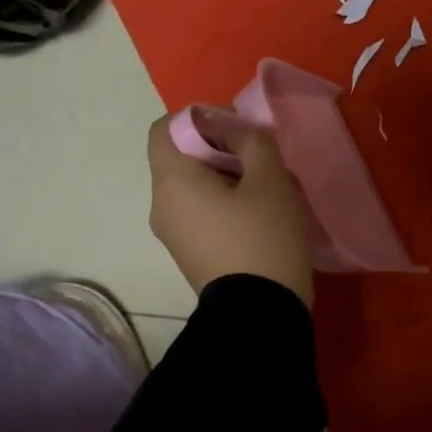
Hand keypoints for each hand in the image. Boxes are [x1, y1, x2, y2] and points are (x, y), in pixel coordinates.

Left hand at [147, 117, 314, 305]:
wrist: (260, 313)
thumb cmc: (264, 237)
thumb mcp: (270, 179)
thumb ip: (252, 141)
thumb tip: (235, 132)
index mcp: (171, 180)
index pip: (165, 127)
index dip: (200, 117)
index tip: (238, 129)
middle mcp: (160, 205)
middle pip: (181, 158)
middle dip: (220, 149)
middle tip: (262, 160)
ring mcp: (172, 234)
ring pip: (193, 188)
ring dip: (226, 178)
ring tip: (267, 190)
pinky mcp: (189, 255)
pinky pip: (200, 214)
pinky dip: (224, 204)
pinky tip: (259, 218)